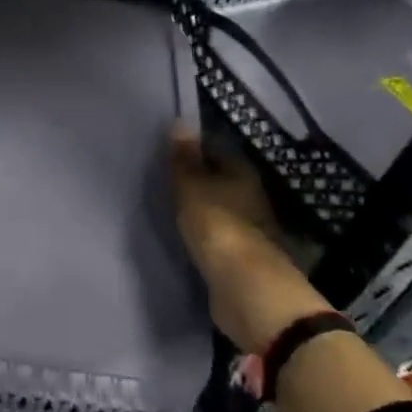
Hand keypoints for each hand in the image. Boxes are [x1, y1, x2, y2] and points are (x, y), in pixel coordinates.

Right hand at [170, 127, 329, 352]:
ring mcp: (248, 230)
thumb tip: (181, 121)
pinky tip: (182, 233)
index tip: (165, 149)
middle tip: (162, 175)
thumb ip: (184, 159)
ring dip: (199, 207)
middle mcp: (250, 197)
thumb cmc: (219, 228)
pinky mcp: (240, 258)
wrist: (246, 290)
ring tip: (167, 203)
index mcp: (242, 174)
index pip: (216, 150)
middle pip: (219, 179)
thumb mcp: (192, 187)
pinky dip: (202, 233)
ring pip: (218, 208)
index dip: (193, 147)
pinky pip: (216, 236)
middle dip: (196, 177)